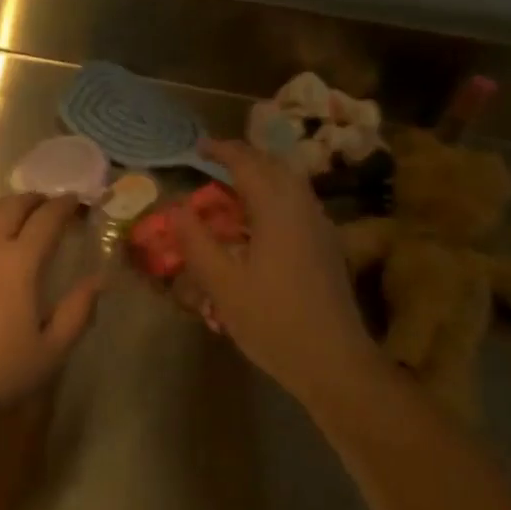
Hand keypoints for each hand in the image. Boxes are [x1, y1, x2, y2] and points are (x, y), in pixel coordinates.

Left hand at [0, 194, 102, 407]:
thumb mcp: (51, 350)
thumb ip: (78, 311)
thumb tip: (99, 279)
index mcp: (21, 261)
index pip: (47, 219)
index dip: (65, 206)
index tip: (77, 202)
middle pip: (14, 205)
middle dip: (36, 200)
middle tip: (49, 205)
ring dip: (6, 205)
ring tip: (17, 214)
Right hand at [172, 140, 372, 396]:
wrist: (334, 362)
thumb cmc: (272, 321)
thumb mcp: (222, 283)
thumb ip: (196, 240)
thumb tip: (176, 206)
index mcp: (277, 210)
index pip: (247, 164)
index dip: (222, 150)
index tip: (198, 147)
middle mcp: (303, 208)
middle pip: (275, 165)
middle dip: (244, 157)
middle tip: (215, 161)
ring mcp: (321, 227)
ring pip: (292, 183)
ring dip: (263, 174)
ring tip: (234, 185)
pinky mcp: (328, 246)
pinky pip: (299, 203)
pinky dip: (276, 194)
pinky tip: (261, 219)